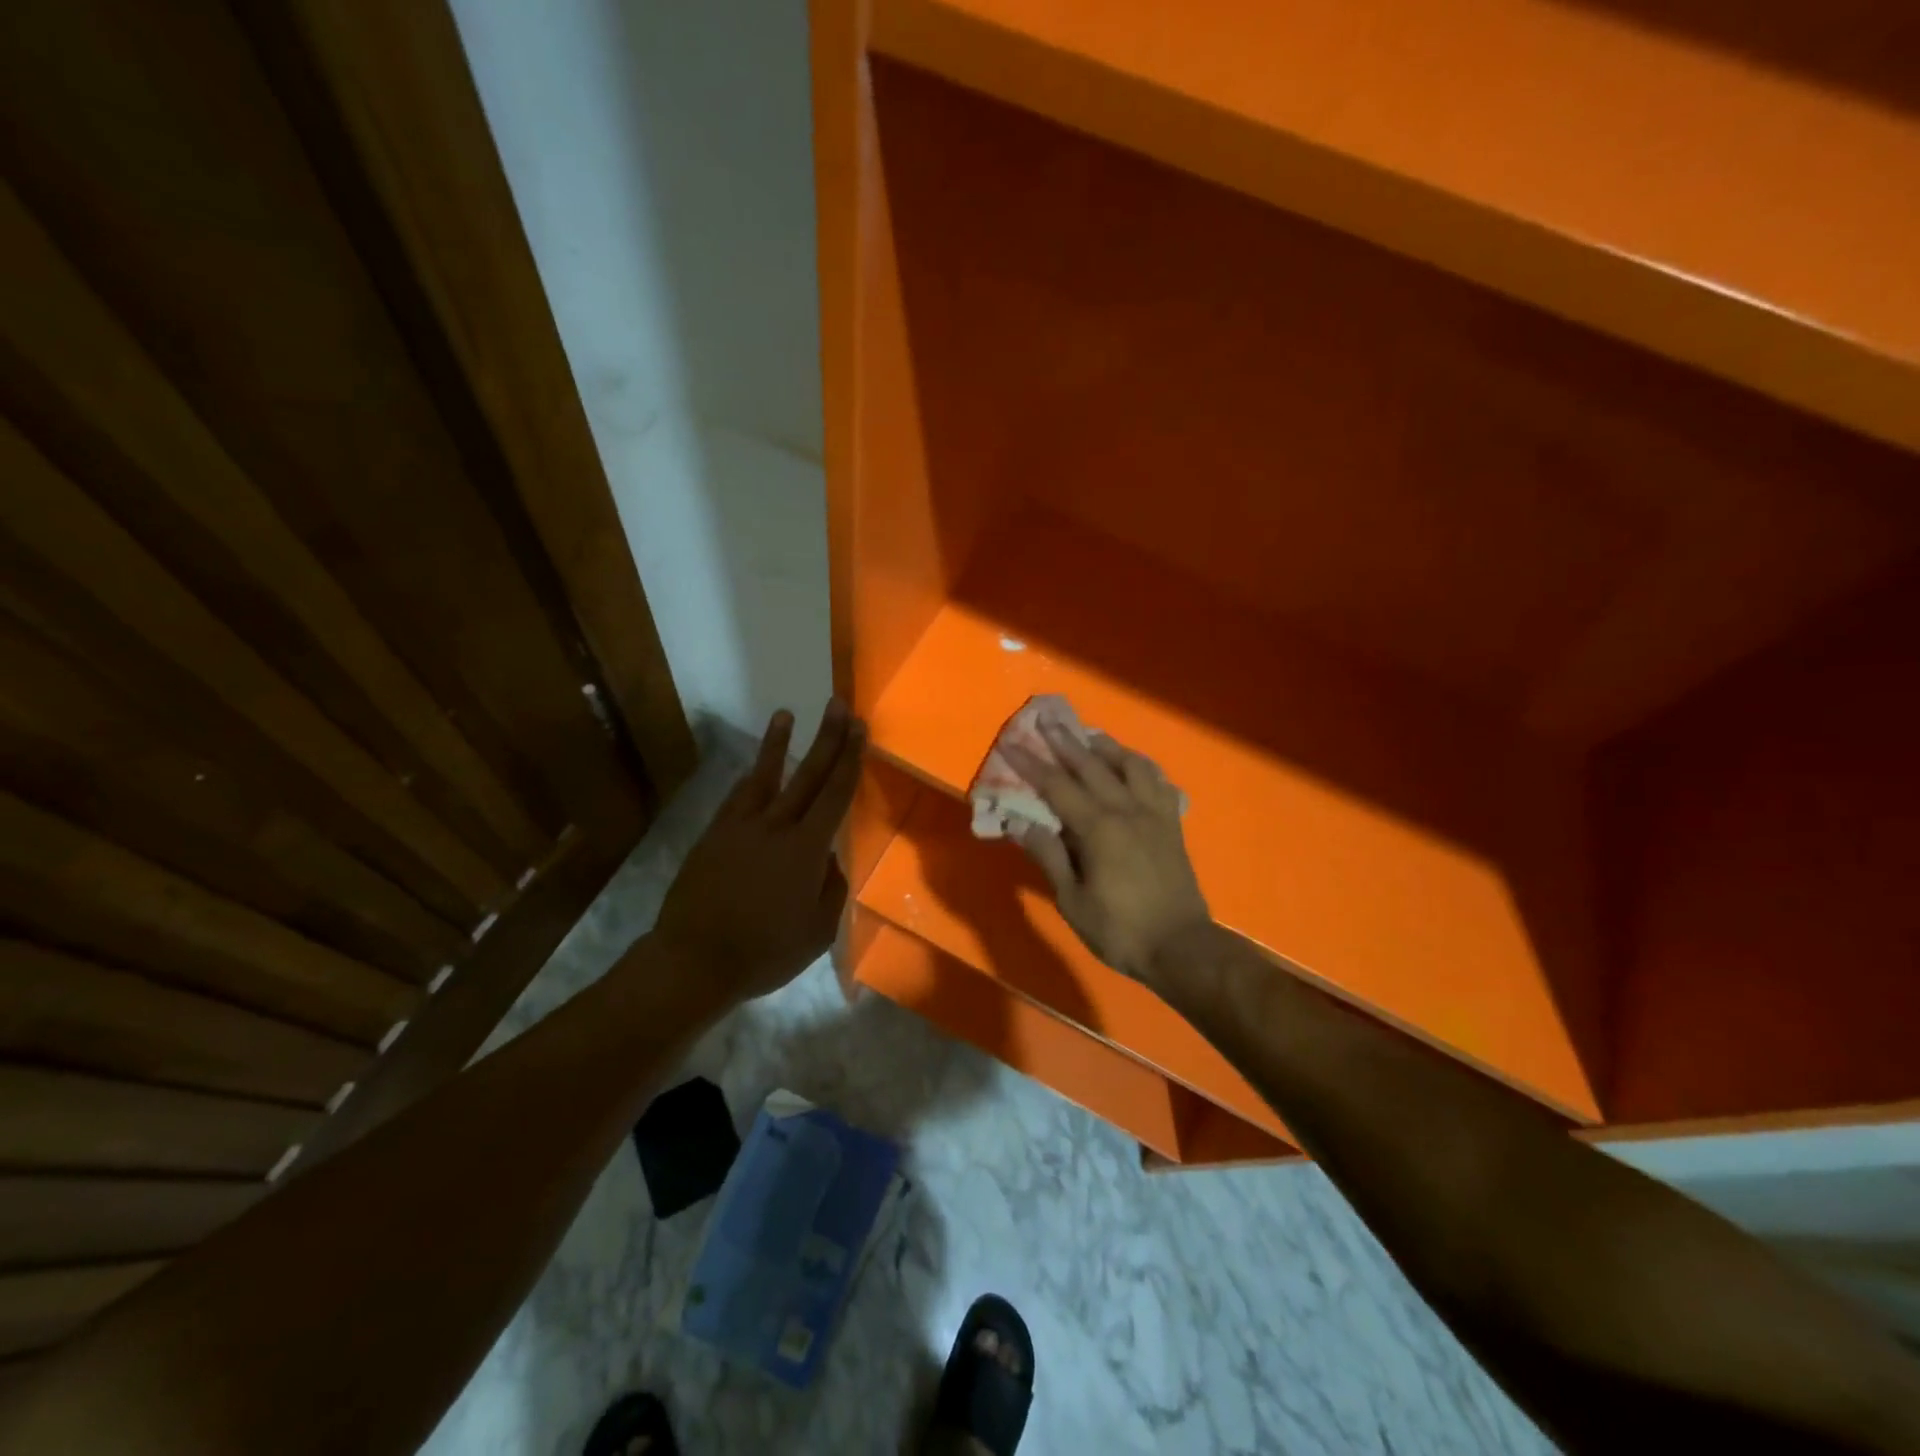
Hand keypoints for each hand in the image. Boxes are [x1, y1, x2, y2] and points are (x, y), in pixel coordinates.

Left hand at [652, 701, 865, 1003]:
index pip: (835, 794)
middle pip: (807, 775)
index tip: (859, 728)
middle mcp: (775, 827)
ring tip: (785, 714)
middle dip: (827, 738)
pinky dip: (750, 778)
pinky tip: (754, 769)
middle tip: (838, 705)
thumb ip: (830, 888)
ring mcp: (739, 827)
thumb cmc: (764, 953)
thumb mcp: (817, 932)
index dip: (849, 758)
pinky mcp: (713, 835)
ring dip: (777, 744)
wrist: (693, 961)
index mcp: (806, 849)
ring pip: (764, 777)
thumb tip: (828, 858)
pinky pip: (736, 798)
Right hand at [1003, 722, 1212, 992]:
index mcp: (1099, 828)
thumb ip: (1049, 856)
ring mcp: (1154, 814)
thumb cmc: (1121, 929)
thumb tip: (1020, 823)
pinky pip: (1158, 782)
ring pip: (1131, 765)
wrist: (1182, 948)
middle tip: (1047, 718)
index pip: (1057, 786)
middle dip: (1065, 741)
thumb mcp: (1073, 900)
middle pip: (1092, 766)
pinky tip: (1132, 766)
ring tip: (1090, 736)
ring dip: (1107, 747)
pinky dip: (1141, 767)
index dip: (1031, 764)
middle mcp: (1127, 810)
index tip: (1011, 743)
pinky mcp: (1172, 824)